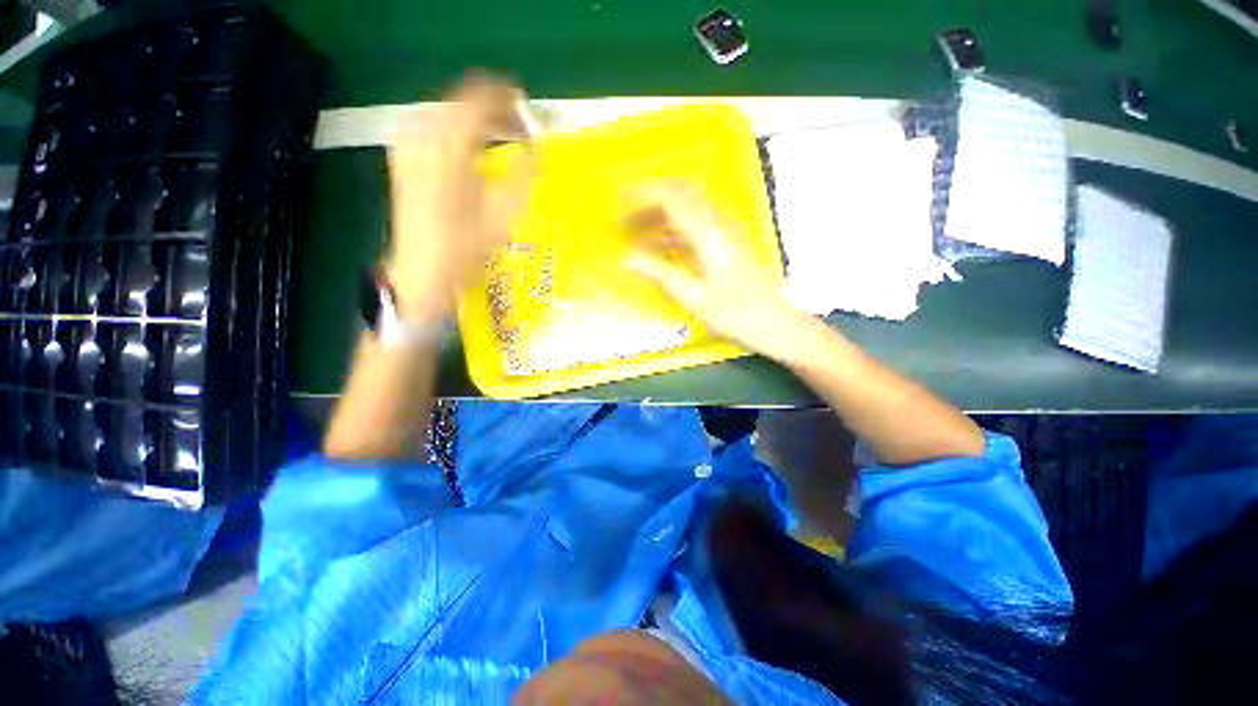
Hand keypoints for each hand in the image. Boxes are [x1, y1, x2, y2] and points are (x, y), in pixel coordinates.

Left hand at [384, 73, 532, 321]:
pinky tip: (467, 148)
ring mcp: (408, 147)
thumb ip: (523, 177)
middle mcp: (423, 138)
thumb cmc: (466, 249)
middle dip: (489, 109)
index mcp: (450, 150)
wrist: (422, 272)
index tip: (524, 103)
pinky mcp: (402, 160)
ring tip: (496, 136)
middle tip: (515, 125)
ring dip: (471, 119)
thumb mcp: (503, 216)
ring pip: (443, 113)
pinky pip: (430, 128)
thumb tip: (536, 151)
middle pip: (458, 102)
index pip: (477, 102)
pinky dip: (453, 131)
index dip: (502, 98)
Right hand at [624, 183, 807, 360]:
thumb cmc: (734, 313)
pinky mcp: (730, 241)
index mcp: (708, 234)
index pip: (672, 198)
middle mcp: (719, 223)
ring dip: (662, 214)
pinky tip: (661, 246)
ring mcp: (727, 230)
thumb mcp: (693, 296)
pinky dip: (675, 228)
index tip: (620, 201)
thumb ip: (660, 273)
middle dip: (651, 201)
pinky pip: (698, 223)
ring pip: (689, 208)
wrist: (773, 322)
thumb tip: (627, 259)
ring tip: (637, 233)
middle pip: (682, 194)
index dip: (644, 194)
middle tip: (626, 218)